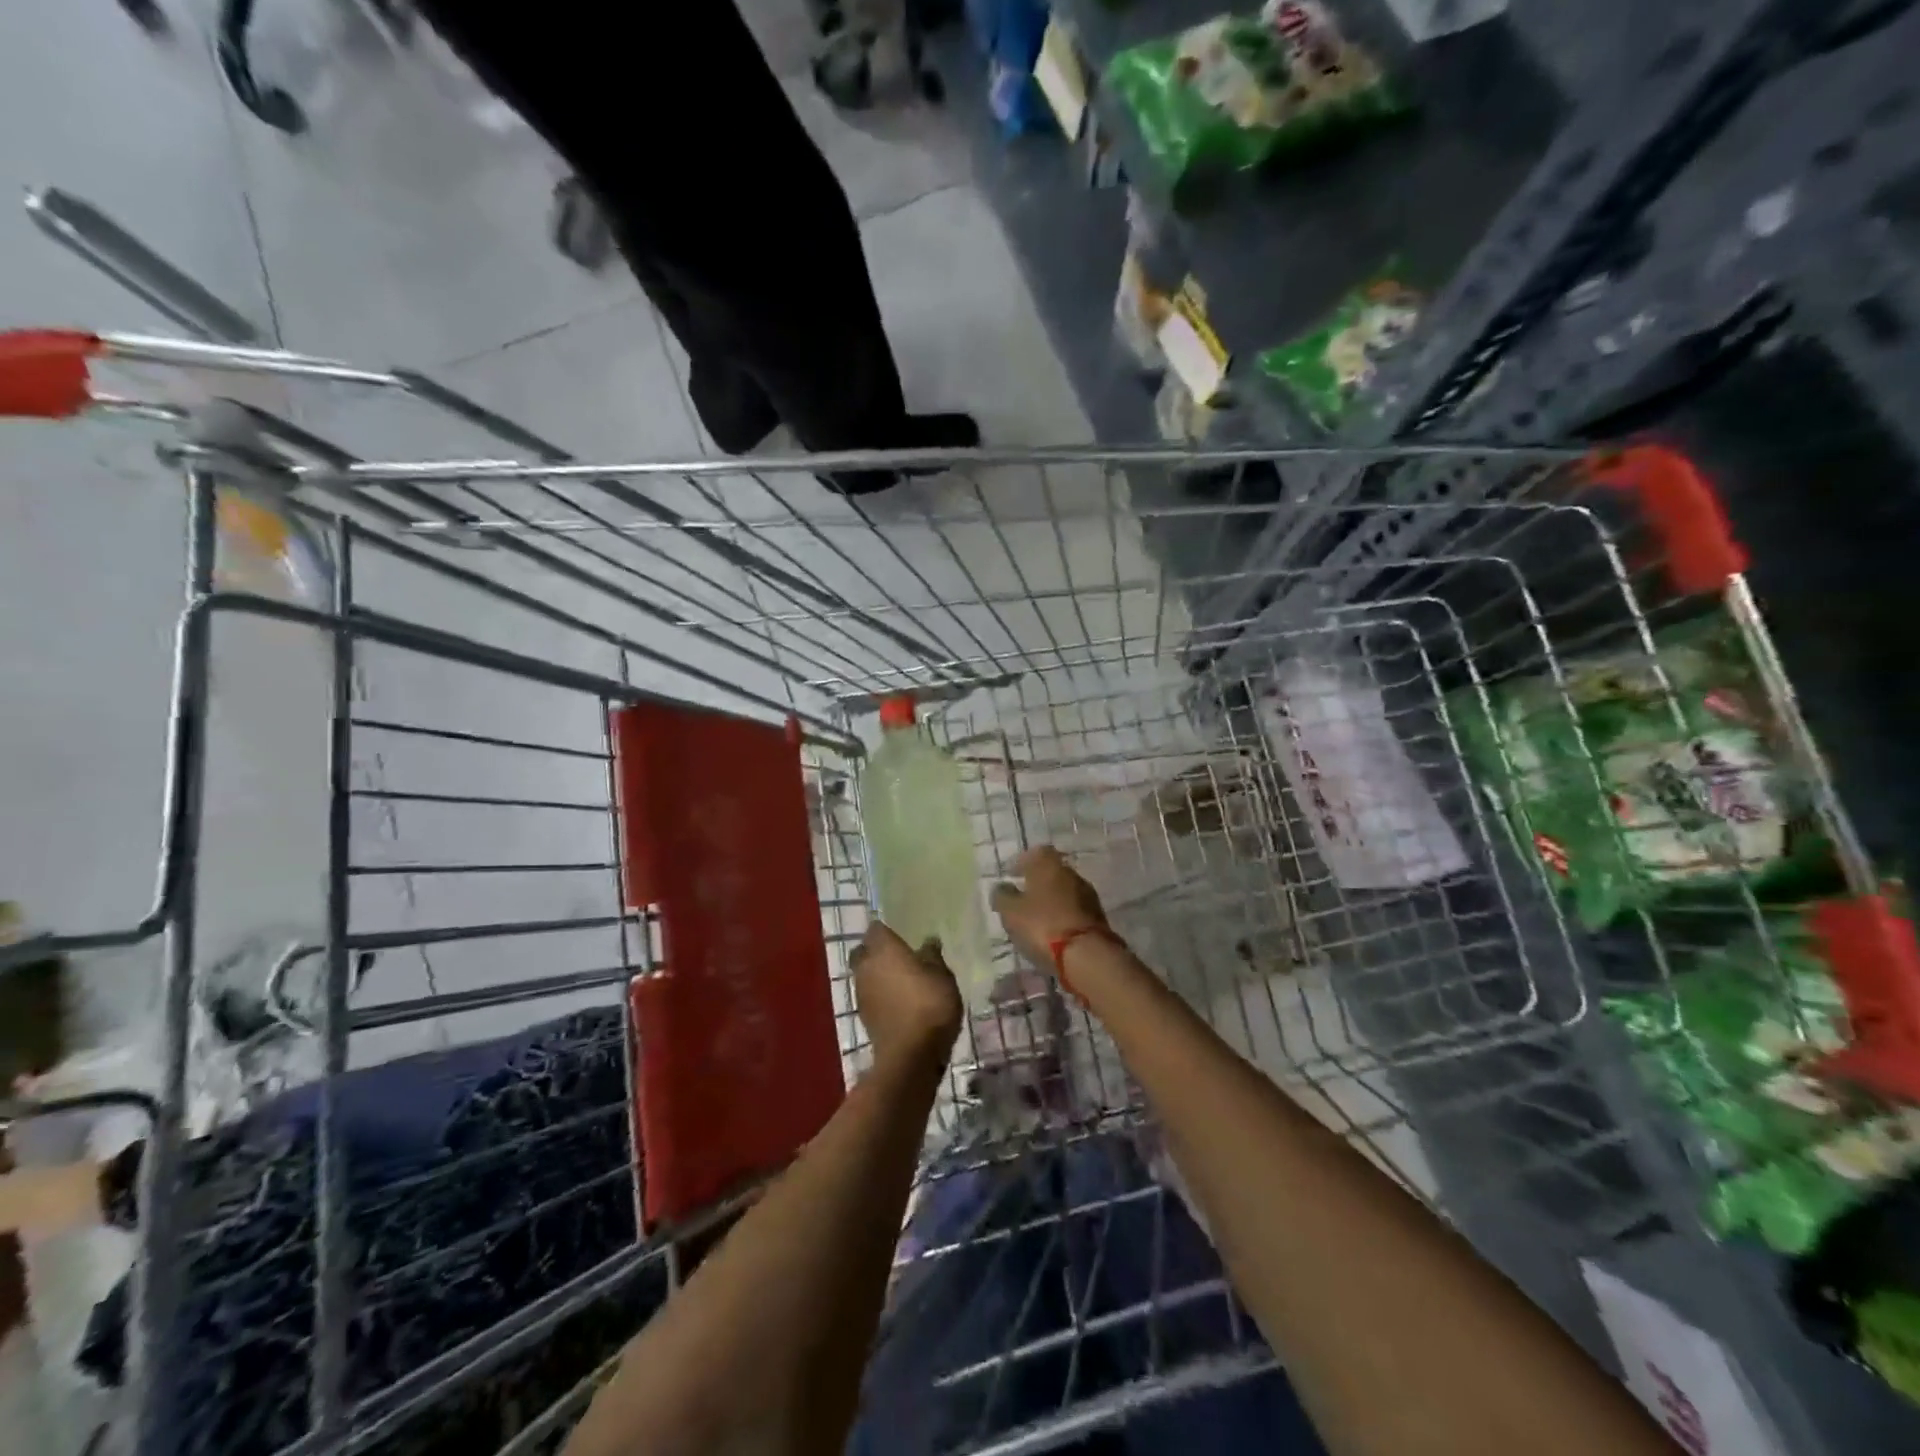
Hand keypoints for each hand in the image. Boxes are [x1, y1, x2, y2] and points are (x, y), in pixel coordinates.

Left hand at [851, 923, 961, 1067]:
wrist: (910, 1054)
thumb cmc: (929, 1004)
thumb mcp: (942, 975)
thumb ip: (933, 955)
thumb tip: (928, 941)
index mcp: (883, 949)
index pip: (876, 929)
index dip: (886, 931)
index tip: (900, 935)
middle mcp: (866, 966)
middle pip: (863, 951)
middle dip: (875, 952)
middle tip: (897, 957)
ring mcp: (861, 992)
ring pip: (864, 975)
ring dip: (877, 975)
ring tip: (900, 981)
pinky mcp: (864, 1016)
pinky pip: (870, 996)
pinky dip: (880, 996)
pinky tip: (898, 1002)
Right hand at [990, 847, 1107, 972]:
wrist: (1087, 954)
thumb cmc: (1042, 925)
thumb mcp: (1011, 912)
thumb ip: (1003, 896)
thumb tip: (1002, 888)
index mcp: (1048, 864)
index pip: (1035, 852)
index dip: (1022, 862)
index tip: (1012, 875)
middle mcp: (1070, 873)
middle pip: (1052, 872)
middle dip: (1038, 883)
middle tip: (1023, 898)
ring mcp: (1087, 895)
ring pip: (1064, 891)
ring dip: (1052, 900)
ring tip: (1037, 918)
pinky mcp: (1098, 917)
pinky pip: (1074, 910)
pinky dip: (1063, 916)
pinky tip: (1054, 930)